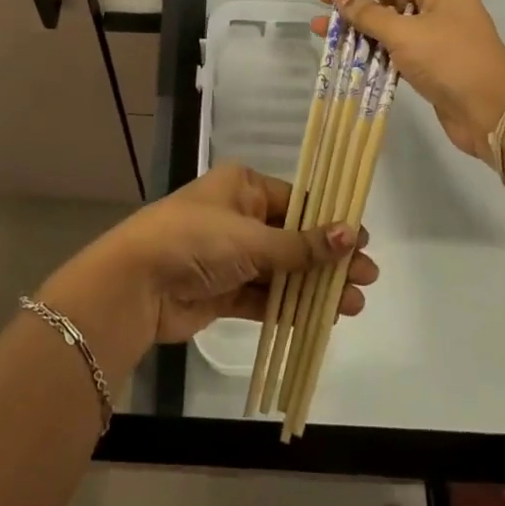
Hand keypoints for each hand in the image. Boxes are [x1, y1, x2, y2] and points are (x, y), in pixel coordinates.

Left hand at [41, 164, 380, 359]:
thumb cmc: (195, 240)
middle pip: (293, 238)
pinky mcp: (223, 292)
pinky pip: (264, 297)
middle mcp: (238, 216)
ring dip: (315, 286)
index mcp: (243, 187)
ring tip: (354, 304)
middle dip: (329, 259)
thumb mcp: (251, 238)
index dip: (330, 221)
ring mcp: (230, 256)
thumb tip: (352, 234)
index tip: (363, 241)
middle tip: (368, 278)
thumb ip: (301, 245)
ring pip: (282, 271)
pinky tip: (322, 319)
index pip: (297, 201)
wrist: (136, 285)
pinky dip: (290, 307)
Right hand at [318, 0, 504, 161]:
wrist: (491, 112)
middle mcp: (440, 5)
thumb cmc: (448, 60)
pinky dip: (373, 50)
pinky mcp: (431, 62)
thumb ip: (367, 13)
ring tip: (324, 33)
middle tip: (322, 10)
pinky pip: (396, 49)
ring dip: (359, 29)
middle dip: (354, 5)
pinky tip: (347, 54)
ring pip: (390, 25)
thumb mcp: (403, 33)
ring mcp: (437, 35)